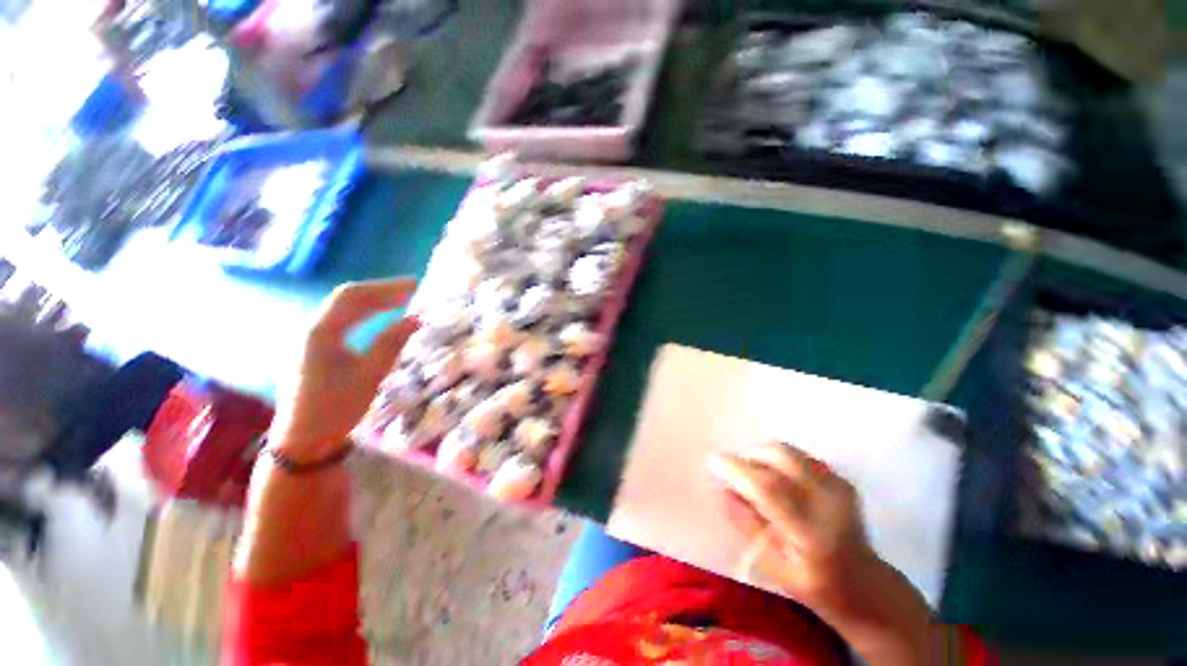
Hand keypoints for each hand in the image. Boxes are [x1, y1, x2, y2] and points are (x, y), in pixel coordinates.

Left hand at [270, 279, 418, 459]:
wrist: (304, 439)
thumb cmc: (336, 407)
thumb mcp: (370, 375)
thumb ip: (392, 342)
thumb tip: (416, 318)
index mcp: (321, 332)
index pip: (354, 296)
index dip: (386, 287)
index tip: (415, 286)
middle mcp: (312, 328)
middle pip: (348, 298)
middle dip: (382, 291)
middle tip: (413, 291)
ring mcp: (311, 338)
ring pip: (345, 308)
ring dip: (374, 301)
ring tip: (402, 300)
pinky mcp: (315, 348)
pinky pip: (343, 320)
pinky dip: (366, 313)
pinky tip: (380, 317)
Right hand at [708, 442, 876, 611]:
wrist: (864, 586)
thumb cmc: (813, 585)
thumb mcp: (772, 566)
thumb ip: (745, 523)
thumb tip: (722, 487)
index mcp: (812, 533)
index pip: (768, 487)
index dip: (737, 469)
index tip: (713, 461)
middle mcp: (829, 502)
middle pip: (780, 456)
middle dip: (749, 456)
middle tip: (736, 472)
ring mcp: (839, 487)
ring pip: (788, 451)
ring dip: (762, 456)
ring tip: (755, 476)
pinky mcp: (841, 479)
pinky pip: (798, 456)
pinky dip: (778, 460)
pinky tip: (777, 480)